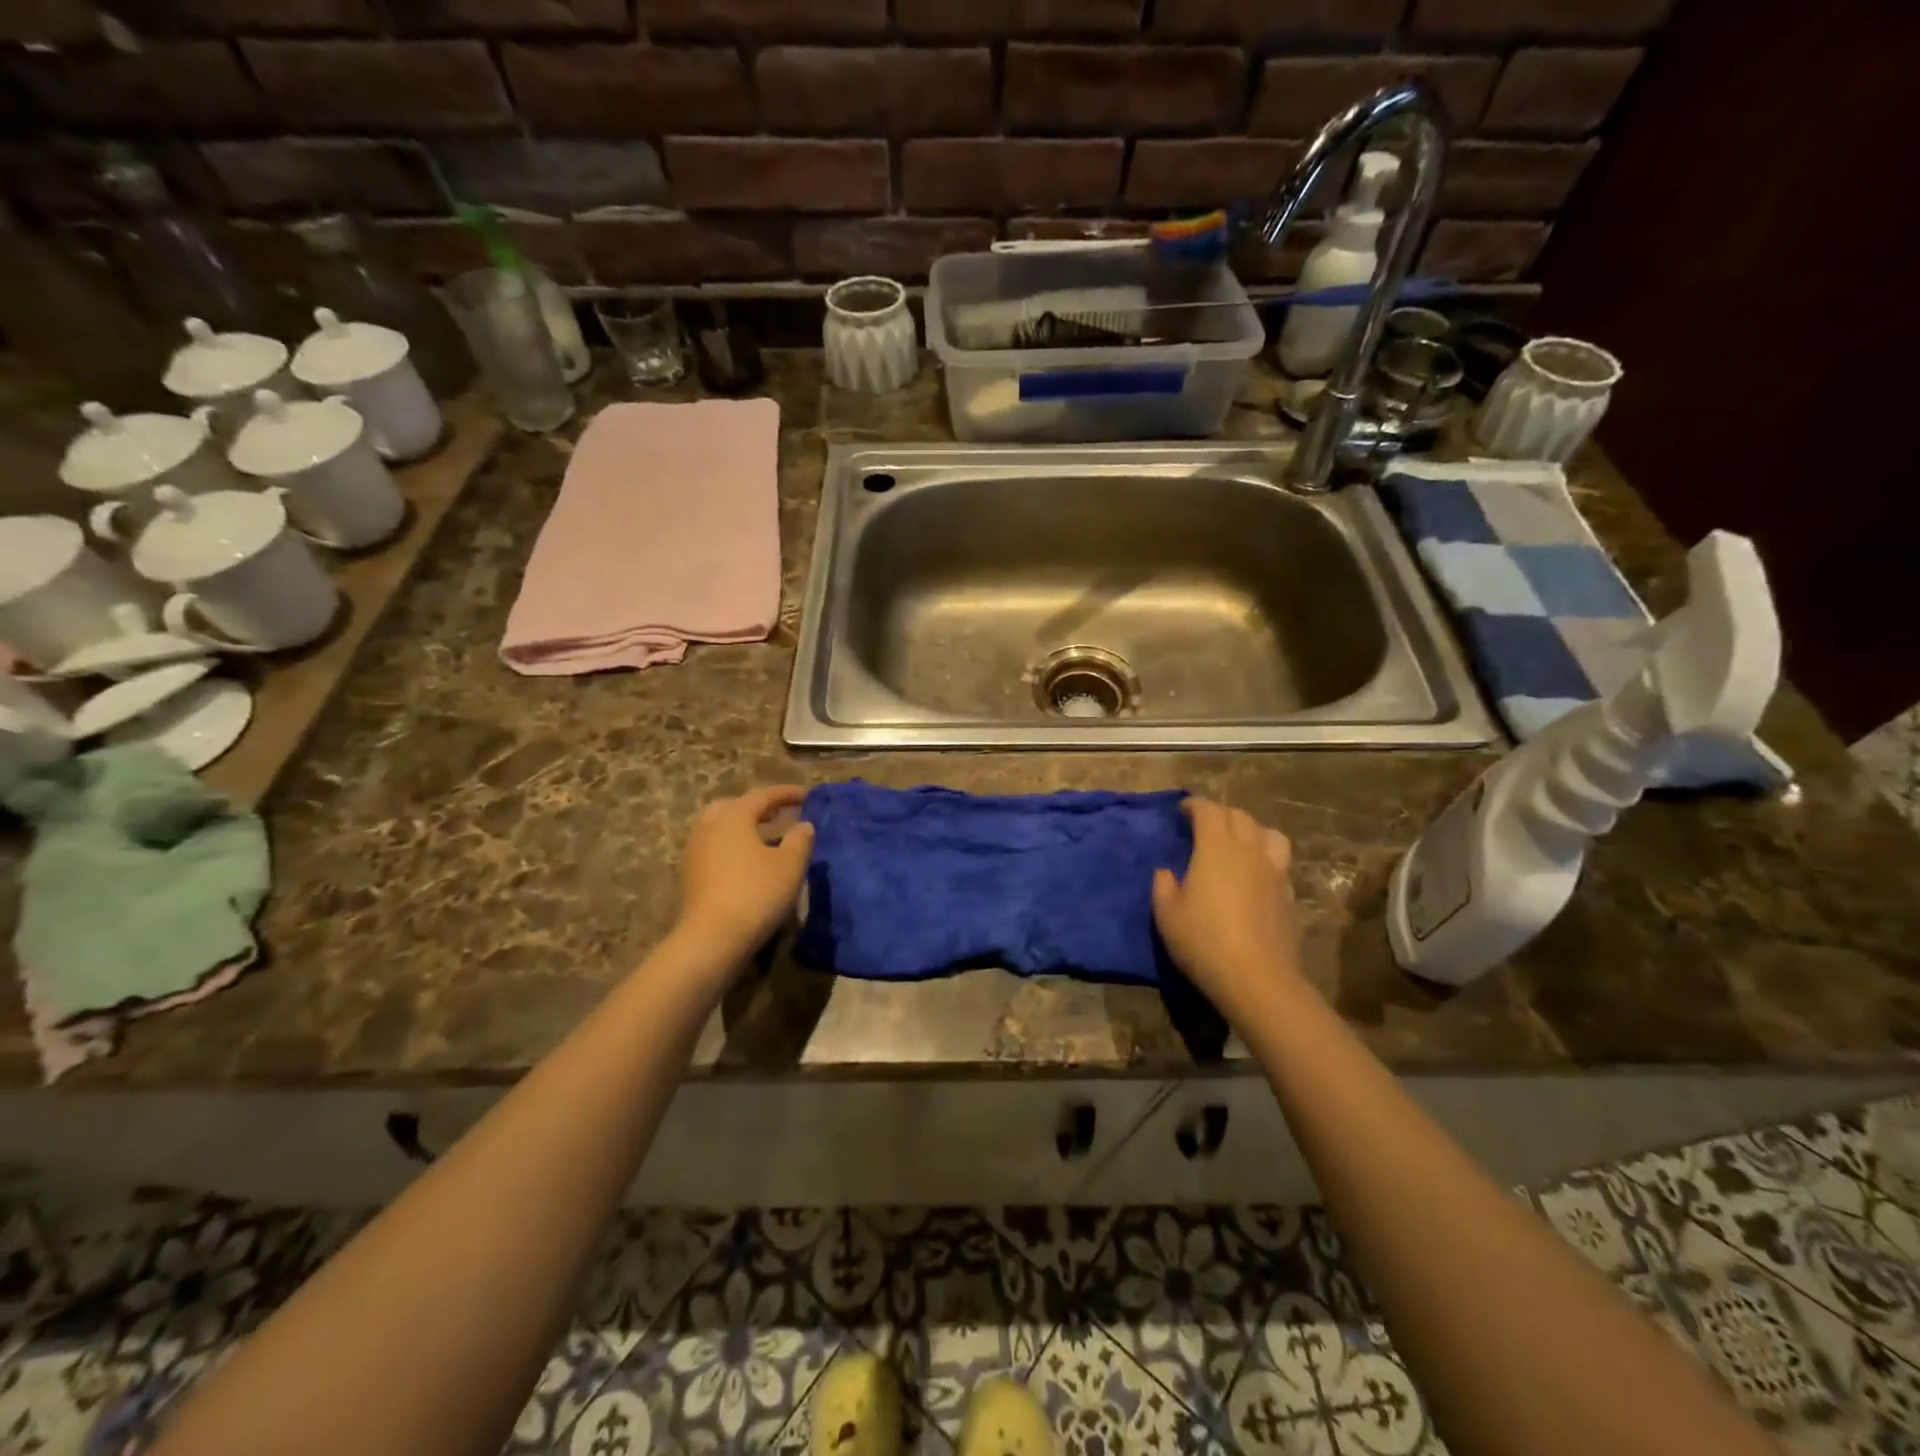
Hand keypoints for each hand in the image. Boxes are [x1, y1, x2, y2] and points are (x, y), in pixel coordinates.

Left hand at [672, 785, 814, 965]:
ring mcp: (695, 850)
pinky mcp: (690, 874)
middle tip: (779, 814)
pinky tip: (748, 862)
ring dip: (743, 827)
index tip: (806, 795)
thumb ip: (800, 840)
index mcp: (733, 816)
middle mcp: (709, 826)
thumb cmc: (756, 893)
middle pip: (734, 806)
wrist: (712, 938)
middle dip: (758, 807)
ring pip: (720, 827)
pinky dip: (732, 845)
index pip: (762, 795)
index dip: (786, 793)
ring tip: (765, 838)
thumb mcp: (790, 865)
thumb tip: (804, 825)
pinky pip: (714, 847)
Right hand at [1152, 798, 1304, 1022]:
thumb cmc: (1203, 941)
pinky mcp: (1289, 893)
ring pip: (1268, 833)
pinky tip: (1255, 876)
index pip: (1208, 810)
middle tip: (1204, 826)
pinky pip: (1279, 861)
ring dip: (1250, 830)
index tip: (1182, 810)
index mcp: (1215, 847)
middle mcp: (1248, 850)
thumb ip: (1163, 886)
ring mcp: (1274, 871)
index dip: (1194, 805)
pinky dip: (1265, 858)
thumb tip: (1166, 872)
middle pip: (1239, 816)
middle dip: (1220, 814)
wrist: (1257, 978)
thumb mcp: (1167, 914)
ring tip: (1238, 843)